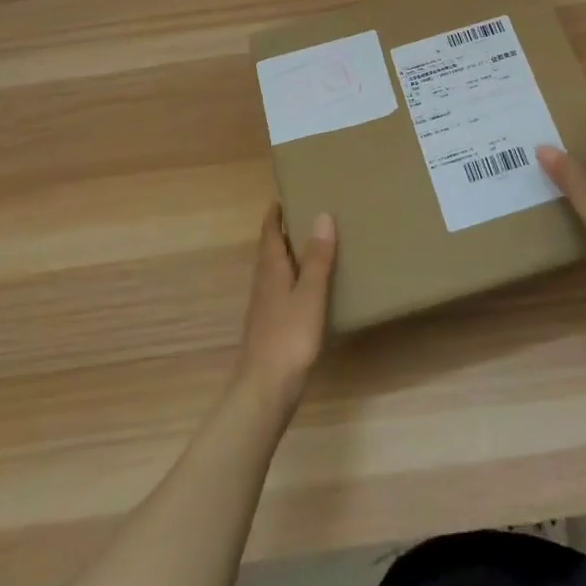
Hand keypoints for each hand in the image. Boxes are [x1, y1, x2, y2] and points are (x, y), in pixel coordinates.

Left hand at [235, 204, 336, 412]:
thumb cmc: (289, 337)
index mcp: (271, 270)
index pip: (269, 233)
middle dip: (283, 232)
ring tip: (311, 246)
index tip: (284, 195)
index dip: (275, 214)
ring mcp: (264, 307)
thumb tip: (322, 215)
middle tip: (305, 214)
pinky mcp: (270, 327)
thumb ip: (317, 258)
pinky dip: (292, 278)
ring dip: (288, 255)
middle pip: (270, 250)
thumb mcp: (310, 295)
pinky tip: (308, 288)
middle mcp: (263, 283)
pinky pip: (281, 290)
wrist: (265, 389)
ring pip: (275, 271)